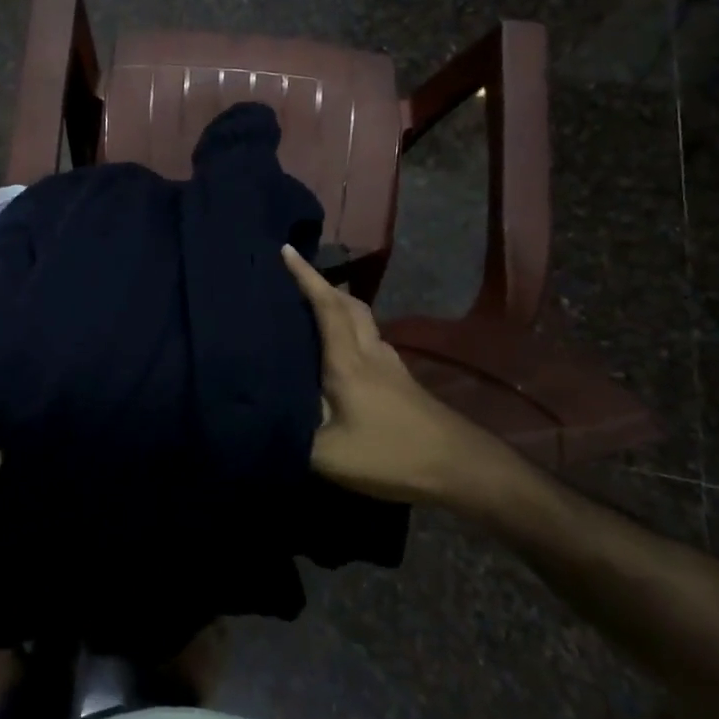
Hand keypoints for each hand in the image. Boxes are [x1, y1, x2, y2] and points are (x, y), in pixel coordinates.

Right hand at [281, 245, 512, 508]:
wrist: (461, 468)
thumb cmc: (391, 455)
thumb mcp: (329, 455)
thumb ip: (290, 434)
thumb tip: (257, 418)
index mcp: (348, 363)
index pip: (325, 307)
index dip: (305, 276)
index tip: (285, 249)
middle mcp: (370, 354)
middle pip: (348, 305)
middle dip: (321, 283)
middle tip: (294, 275)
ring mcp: (390, 366)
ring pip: (362, 321)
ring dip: (337, 305)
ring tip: (312, 307)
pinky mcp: (401, 382)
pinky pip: (369, 340)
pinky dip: (350, 330)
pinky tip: (341, 350)